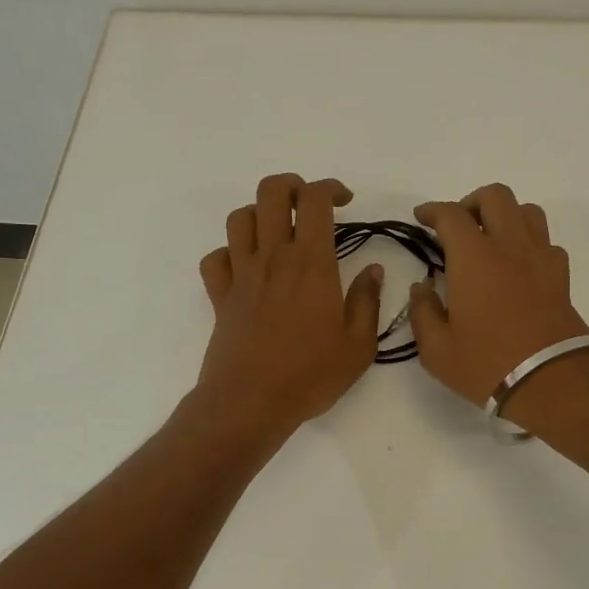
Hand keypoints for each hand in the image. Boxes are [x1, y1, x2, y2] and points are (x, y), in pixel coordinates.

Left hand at [194, 174, 383, 445]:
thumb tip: (373, 270)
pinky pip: (215, 259)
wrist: (250, 403)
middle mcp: (273, 258)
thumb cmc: (310, 376)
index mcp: (311, 264)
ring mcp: (241, 275)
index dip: (330, 188)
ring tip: (278, 231)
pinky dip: (229, 253)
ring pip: (239, 218)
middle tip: (309, 205)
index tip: (345, 201)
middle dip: (291, 186)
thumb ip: (367, 301)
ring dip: (259, 213)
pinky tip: (246, 266)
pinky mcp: (220, 296)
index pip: (315, 200)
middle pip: (270, 193)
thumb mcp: (358, 346)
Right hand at [408, 184, 588, 409]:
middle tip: (456, 227)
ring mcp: (540, 258)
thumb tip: (422, 288)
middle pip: (495, 196)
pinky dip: (528, 242)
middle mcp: (509, 246)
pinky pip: (545, 241)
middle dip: (471, 203)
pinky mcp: (560, 276)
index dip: (432, 210)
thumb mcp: (437, 349)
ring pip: (526, 210)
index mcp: (474, 258)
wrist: (552, 382)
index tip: (421, 217)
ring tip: (489, 239)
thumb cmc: (487, 364)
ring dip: (504, 216)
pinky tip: (517, 265)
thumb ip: (422, 312)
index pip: (450, 215)